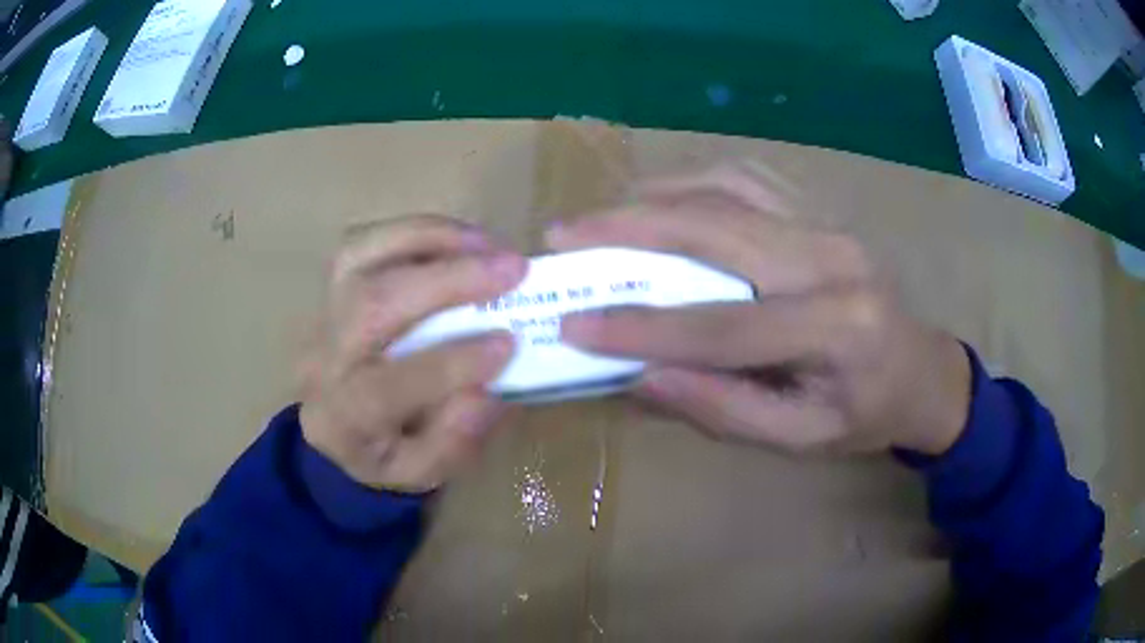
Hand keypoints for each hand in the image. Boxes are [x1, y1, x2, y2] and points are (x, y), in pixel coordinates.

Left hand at [300, 215, 526, 491]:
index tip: (508, 343)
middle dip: (446, 280)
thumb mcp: (419, 475)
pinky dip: (416, 231)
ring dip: (428, 239)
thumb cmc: (381, 451)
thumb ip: (451, 444)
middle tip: (512, 271)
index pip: (385, 388)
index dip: (449, 363)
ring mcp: (322, 311)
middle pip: (369, 305)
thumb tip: (484, 393)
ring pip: (358, 255)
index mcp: (342, 418)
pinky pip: (365, 240)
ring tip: (486, 244)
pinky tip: (460, 239)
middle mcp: (322, 358)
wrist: (336, 424)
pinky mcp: (334, 284)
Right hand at [548, 166, 971, 455]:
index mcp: (837, 327)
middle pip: (716, 229)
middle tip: (563, 233)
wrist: (923, 370)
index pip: (722, 325)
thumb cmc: (867, 414)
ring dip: (655, 197)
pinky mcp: (818, 212)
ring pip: (726, 189)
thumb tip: (641, 375)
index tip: (573, 324)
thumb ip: (724, 409)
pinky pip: (746, 180)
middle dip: (629, 228)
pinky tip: (659, 199)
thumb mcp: (801, 437)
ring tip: (601, 216)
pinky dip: (691, 183)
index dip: (642, 326)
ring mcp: (827, 223)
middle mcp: (832, 258)